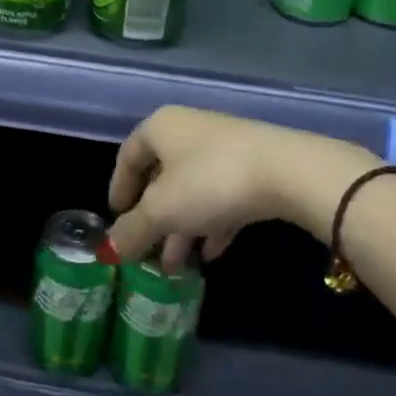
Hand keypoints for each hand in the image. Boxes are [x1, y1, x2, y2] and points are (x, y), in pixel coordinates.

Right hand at [106, 107, 351, 269]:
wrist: (286, 171)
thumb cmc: (210, 181)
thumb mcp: (162, 210)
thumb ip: (133, 230)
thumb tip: (109, 248)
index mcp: (160, 127)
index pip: (128, 156)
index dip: (118, 190)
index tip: (116, 222)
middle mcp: (188, 130)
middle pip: (161, 176)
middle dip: (153, 220)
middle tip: (147, 255)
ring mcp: (223, 147)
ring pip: (192, 190)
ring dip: (181, 228)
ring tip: (177, 268)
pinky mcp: (252, 166)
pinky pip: (221, 196)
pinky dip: (211, 223)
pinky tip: (211, 254)